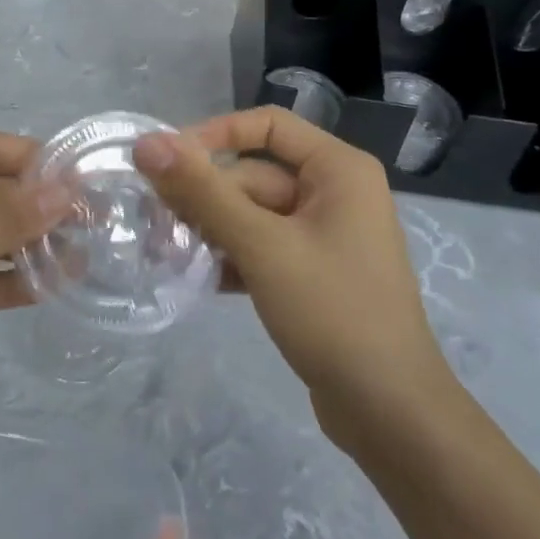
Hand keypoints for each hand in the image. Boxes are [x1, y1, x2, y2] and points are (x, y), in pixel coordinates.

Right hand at [133, 109, 456, 443]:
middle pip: (255, 175)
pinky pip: (264, 248)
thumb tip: (148, 143)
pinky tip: (196, 278)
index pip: (267, 125)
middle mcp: (335, 192)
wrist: (391, 413)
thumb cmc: (333, 312)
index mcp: (338, 169)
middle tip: (154, 221)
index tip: (167, 161)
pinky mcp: (314, 274)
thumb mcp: (262, 245)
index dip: (214, 135)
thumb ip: (202, 192)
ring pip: (254, 214)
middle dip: (206, 197)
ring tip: (167, 250)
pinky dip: (232, 257)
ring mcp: (326, 236)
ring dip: (212, 229)